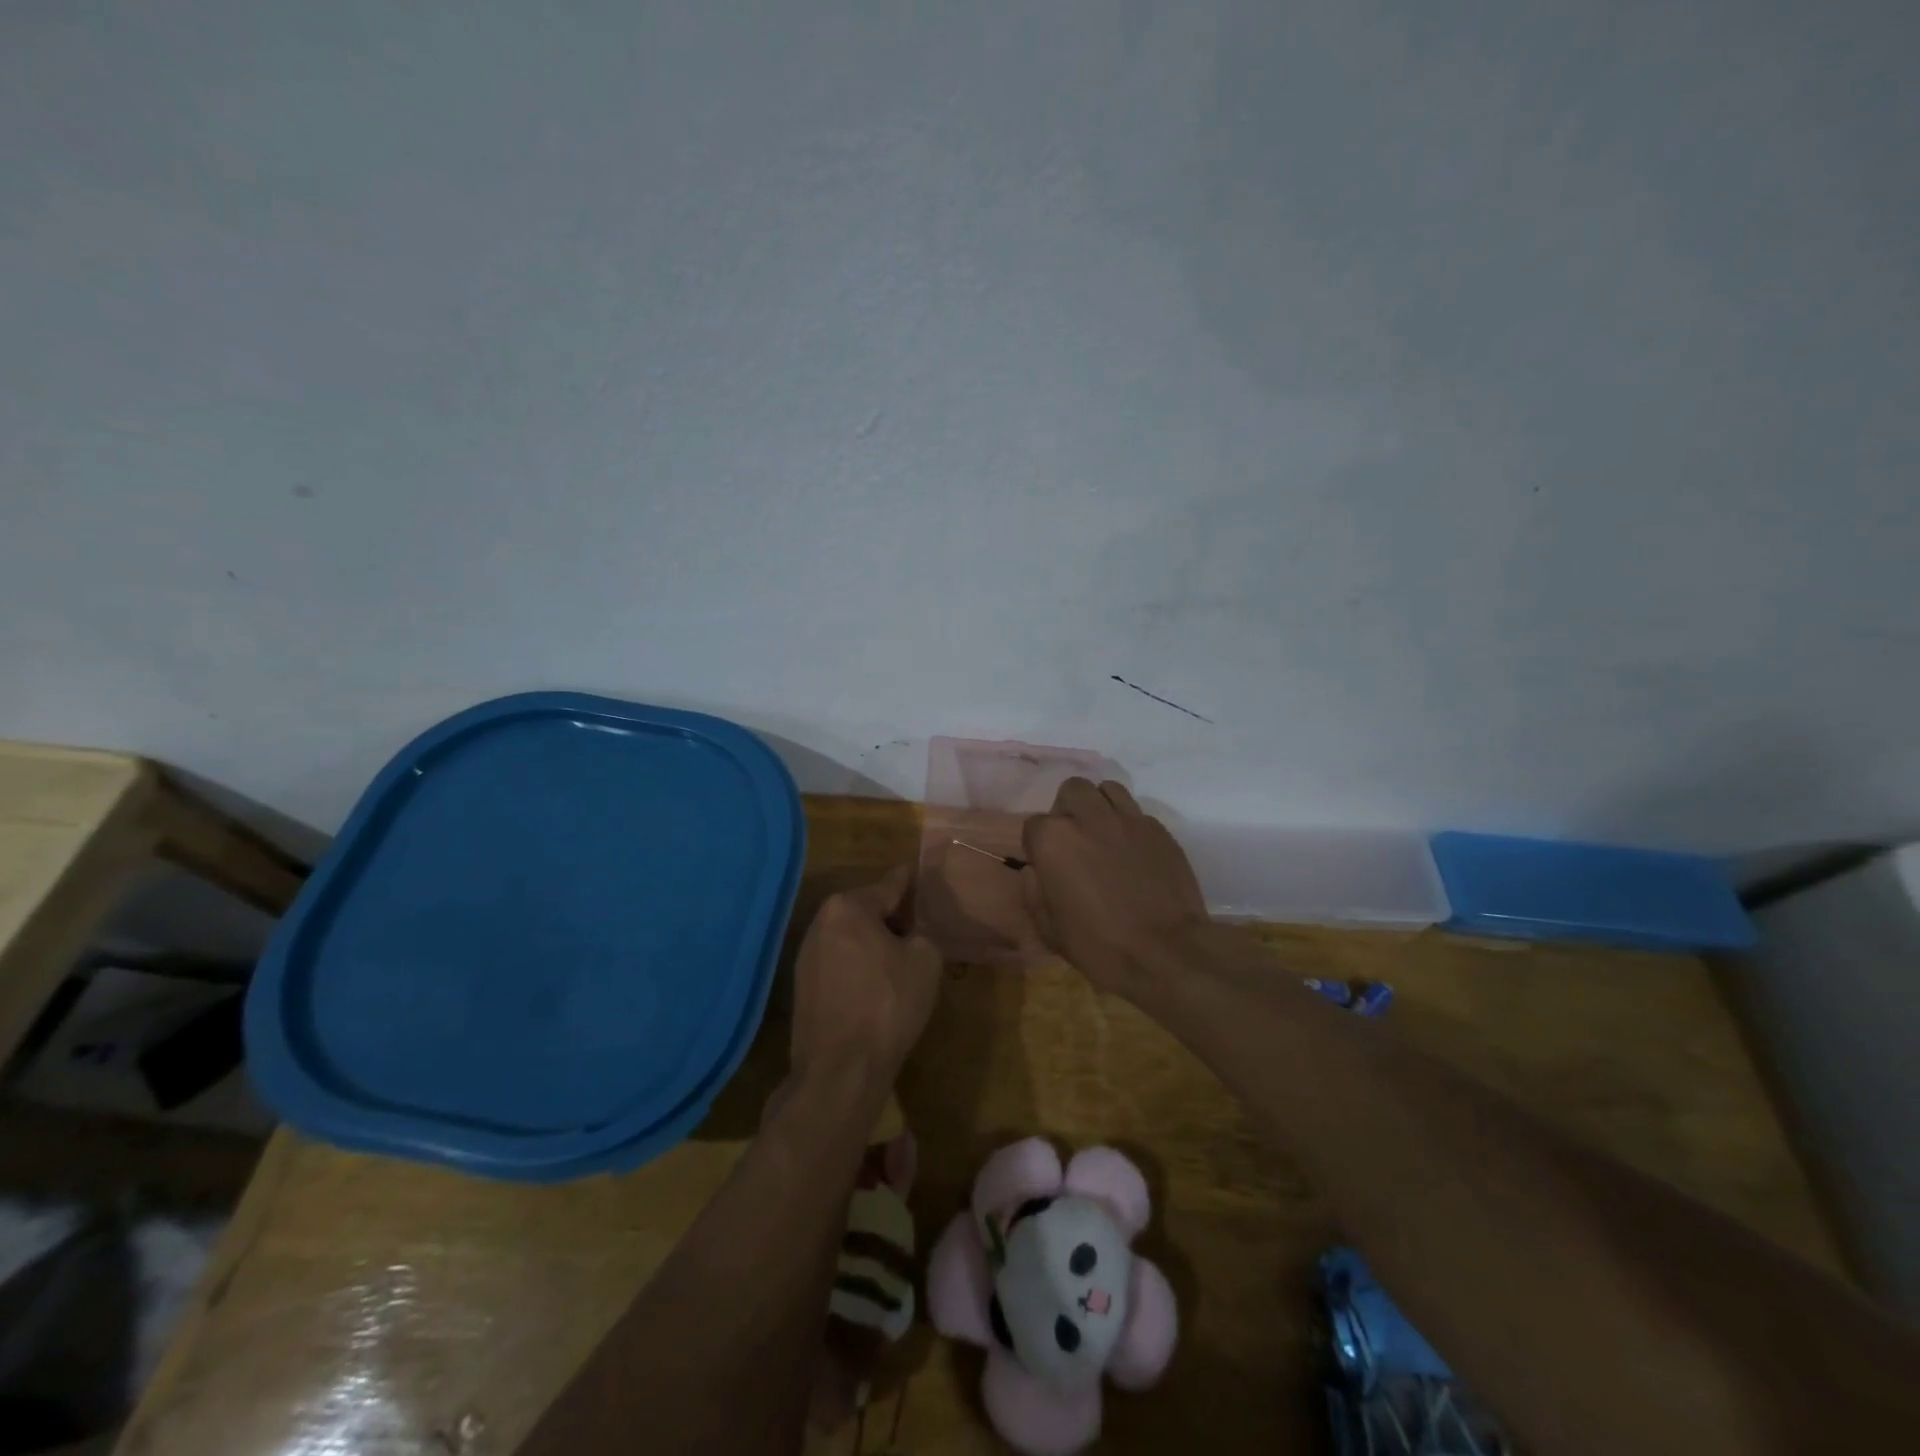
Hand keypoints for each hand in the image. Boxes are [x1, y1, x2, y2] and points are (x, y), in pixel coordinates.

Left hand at [789, 866, 942, 1091]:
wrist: (841, 1068)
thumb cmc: (888, 1003)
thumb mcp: (925, 960)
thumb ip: (922, 934)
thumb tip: (910, 935)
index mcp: (848, 907)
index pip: (887, 886)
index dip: (906, 882)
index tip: (913, 872)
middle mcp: (821, 923)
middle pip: (865, 912)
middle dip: (890, 918)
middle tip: (918, 928)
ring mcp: (806, 956)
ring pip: (851, 939)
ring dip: (873, 945)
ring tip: (900, 960)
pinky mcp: (802, 987)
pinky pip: (839, 964)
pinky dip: (858, 967)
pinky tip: (876, 986)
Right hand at [1021, 778, 1207, 1000]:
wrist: (1165, 953)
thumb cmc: (1098, 945)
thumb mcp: (1049, 928)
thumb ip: (1034, 890)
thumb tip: (1037, 871)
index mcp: (1054, 839)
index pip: (1034, 824)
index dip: (1039, 845)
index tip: (1048, 865)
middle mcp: (1089, 817)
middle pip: (1072, 790)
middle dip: (1069, 809)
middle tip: (1075, 840)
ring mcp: (1128, 819)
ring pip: (1108, 790)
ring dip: (1100, 806)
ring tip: (1104, 834)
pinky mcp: (1159, 829)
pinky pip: (1137, 813)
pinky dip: (1130, 826)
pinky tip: (1134, 852)